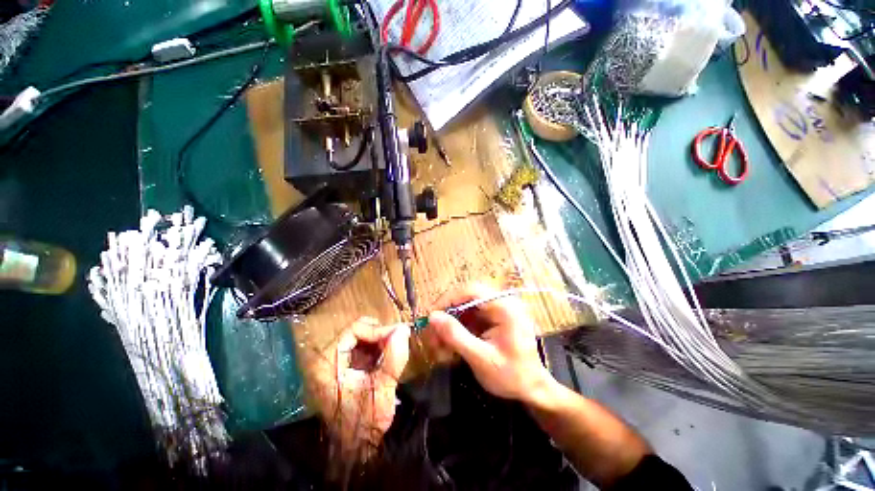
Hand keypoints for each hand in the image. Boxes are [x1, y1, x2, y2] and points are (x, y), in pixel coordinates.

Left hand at [303, 317, 410, 458]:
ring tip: (393, 349)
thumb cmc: (365, 421)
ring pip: (358, 338)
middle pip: (354, 332)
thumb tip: (403, 328)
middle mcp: (324, 361)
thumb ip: (393, 357)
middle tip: (398, 340)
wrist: (357, 450)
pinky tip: (385, 357)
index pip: (353, 330)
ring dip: (378, 341)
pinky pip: (359, 349)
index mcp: (327, 365)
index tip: (397, 335)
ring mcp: (332, 365)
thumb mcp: (382, 389)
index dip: (377, 330)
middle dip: (379, 334)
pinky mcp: (340, 370)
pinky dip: (374, 349)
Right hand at [426, 284, 554, 405]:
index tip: (432, 315)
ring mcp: (497, 311)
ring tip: (436, 344)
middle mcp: (501, 303)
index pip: (472, 291)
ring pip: (465, 308)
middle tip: (431, 332)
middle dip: (447, 315)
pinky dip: (457, 330)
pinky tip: (448, 345)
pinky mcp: (492, 319)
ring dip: (449, 324)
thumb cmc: (512, 376)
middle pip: (466, 298)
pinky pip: (469, 318)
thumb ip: (456, 336)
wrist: (532, 389)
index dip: (448, 299)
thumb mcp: (481, 358)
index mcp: (505, 308)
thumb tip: (432, 317)